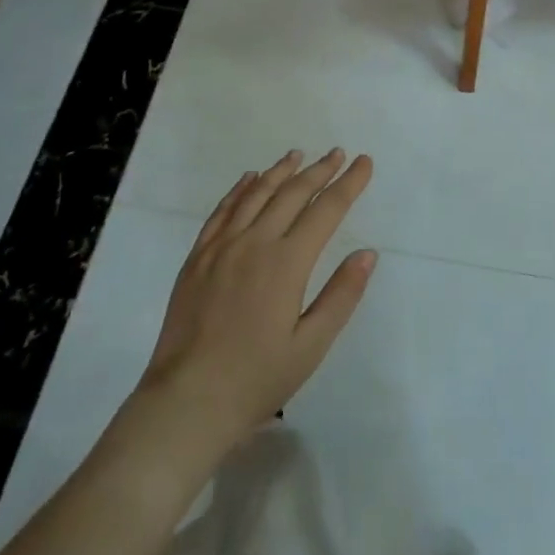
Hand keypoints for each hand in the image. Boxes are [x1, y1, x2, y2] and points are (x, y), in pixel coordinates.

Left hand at [133, 149, 376, 460]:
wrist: (187, 401)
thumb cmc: (256, 378)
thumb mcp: (311, 346)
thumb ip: (341, 295)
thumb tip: (367, 253)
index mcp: (287, 263)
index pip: (326, 211)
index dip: (348, 184)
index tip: (364, 162)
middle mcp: (255, 243)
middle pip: (293, 194)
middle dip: (319, 170)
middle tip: (337, 153)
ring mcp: (222, 247)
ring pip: (256, 194)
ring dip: (281, 171)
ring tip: (298, 154)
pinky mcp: (198, 257)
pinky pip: (223, 210)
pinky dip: (240, 189)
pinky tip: (250, 179)